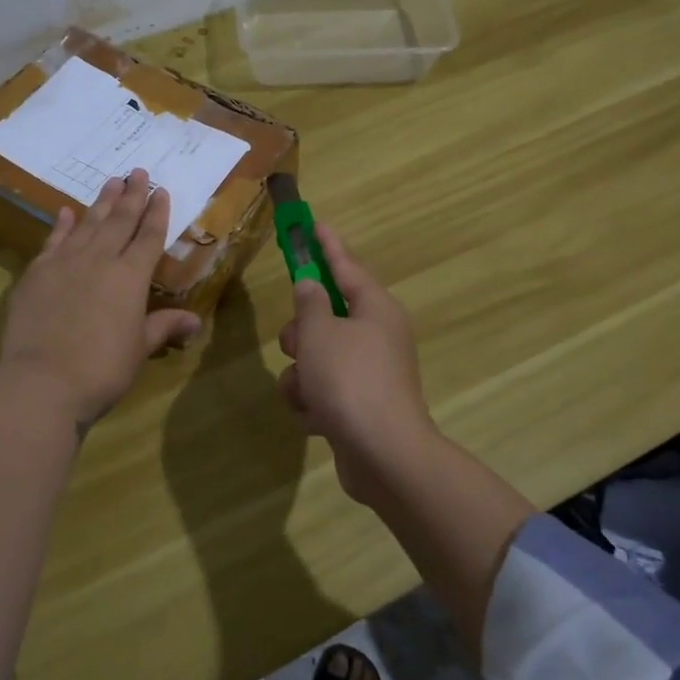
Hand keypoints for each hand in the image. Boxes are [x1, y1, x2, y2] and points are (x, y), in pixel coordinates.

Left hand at [0, 169, 201, 427]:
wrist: (42, 380)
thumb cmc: (102, 369)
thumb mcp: (139, 350)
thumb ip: (163, 327)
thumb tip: (195, 321)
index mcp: (131, 277)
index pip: (148, 237)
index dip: (157, 213)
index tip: (161, 191)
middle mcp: (100, 260)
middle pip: (119, 220)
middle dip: (132, 195)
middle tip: (138, 171)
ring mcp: (65, 263)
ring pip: (88, 223)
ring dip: (101, 201)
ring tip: (111, 180)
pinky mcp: (36, 273)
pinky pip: (53, 240)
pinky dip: (61, 225)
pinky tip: (66, 211)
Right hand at [276, 225, 439, 501]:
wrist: (383, 456)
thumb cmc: (350, 381)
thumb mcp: (320, 333)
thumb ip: (309, 303)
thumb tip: (311, 286)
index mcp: (375, 309)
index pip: (346, 266)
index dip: (326, 245)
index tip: (313, 224)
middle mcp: (377, 336)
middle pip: (326, 315)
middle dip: (302, 332)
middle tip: (295, 344)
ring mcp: (370, 373)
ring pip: (318, 357)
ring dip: (301, 374)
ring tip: (305, 393)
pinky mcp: (360, 407)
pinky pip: (323, 390)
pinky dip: (313, 402)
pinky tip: (315, 418)